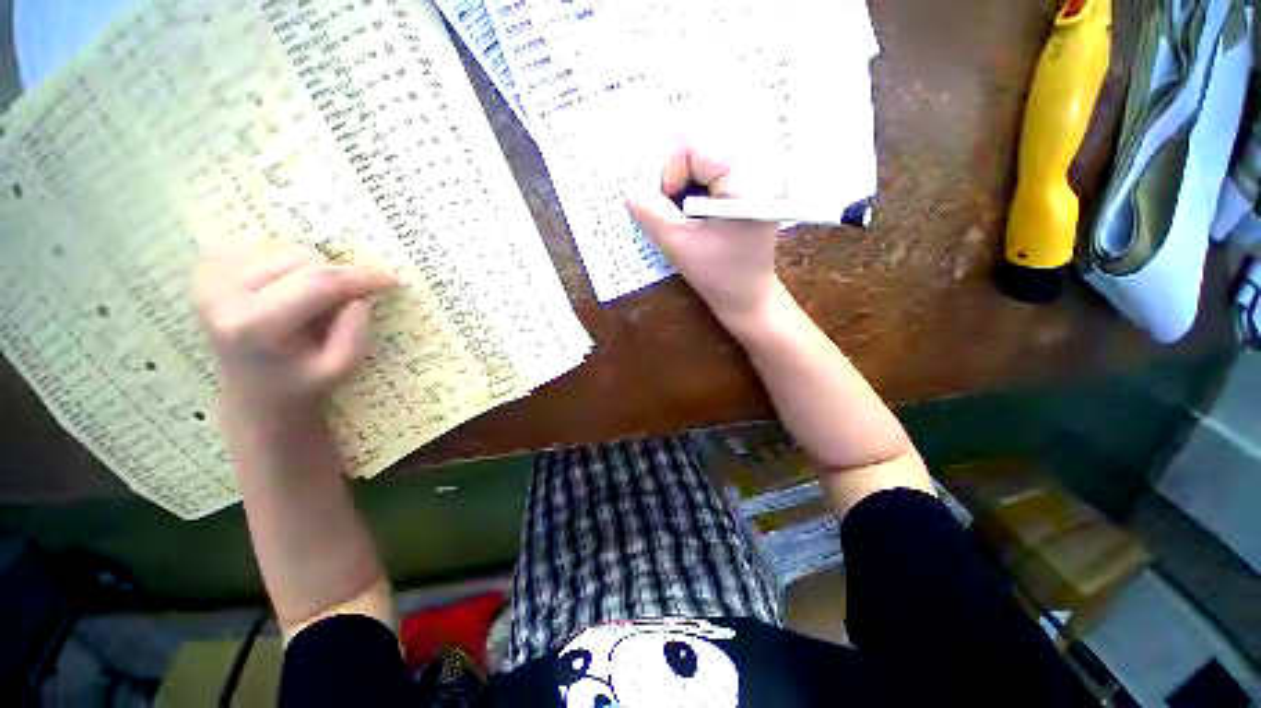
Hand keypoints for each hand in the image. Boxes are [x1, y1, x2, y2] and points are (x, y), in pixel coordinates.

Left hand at [194, 240, 396, 409]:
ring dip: (312, 268)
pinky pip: (265, 245)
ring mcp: (208, 277)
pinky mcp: (207, 266)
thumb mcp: (341, 368)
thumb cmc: (301, 380)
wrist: (253, 390)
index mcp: (253, 326)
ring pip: (285, 248)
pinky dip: (289, 261)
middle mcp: (221, 295)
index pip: (316, 283)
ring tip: (312, 297)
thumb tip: (356, 296)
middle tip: (344, 299)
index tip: (390, 280)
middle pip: (301, 260)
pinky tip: (288, 286)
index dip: (359, 277)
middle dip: (334, 275)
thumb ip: (355, 332)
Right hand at [627, 142, 780, 327]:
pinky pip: (717, 164)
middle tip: (678, 209)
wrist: (748, 294)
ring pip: (707, 153)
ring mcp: (763, 170)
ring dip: (688, 180)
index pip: (695, 145)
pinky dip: (699, 183)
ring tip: (690, 212)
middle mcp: (763, 163)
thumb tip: (631, 191)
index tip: (670, 208)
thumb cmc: (719, 276)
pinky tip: (700, 209)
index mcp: (750, 178)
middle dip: (679, 175)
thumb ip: (651, 214)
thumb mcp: (679, 246)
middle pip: (702, 144)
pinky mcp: (757, 179)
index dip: (670, 174)